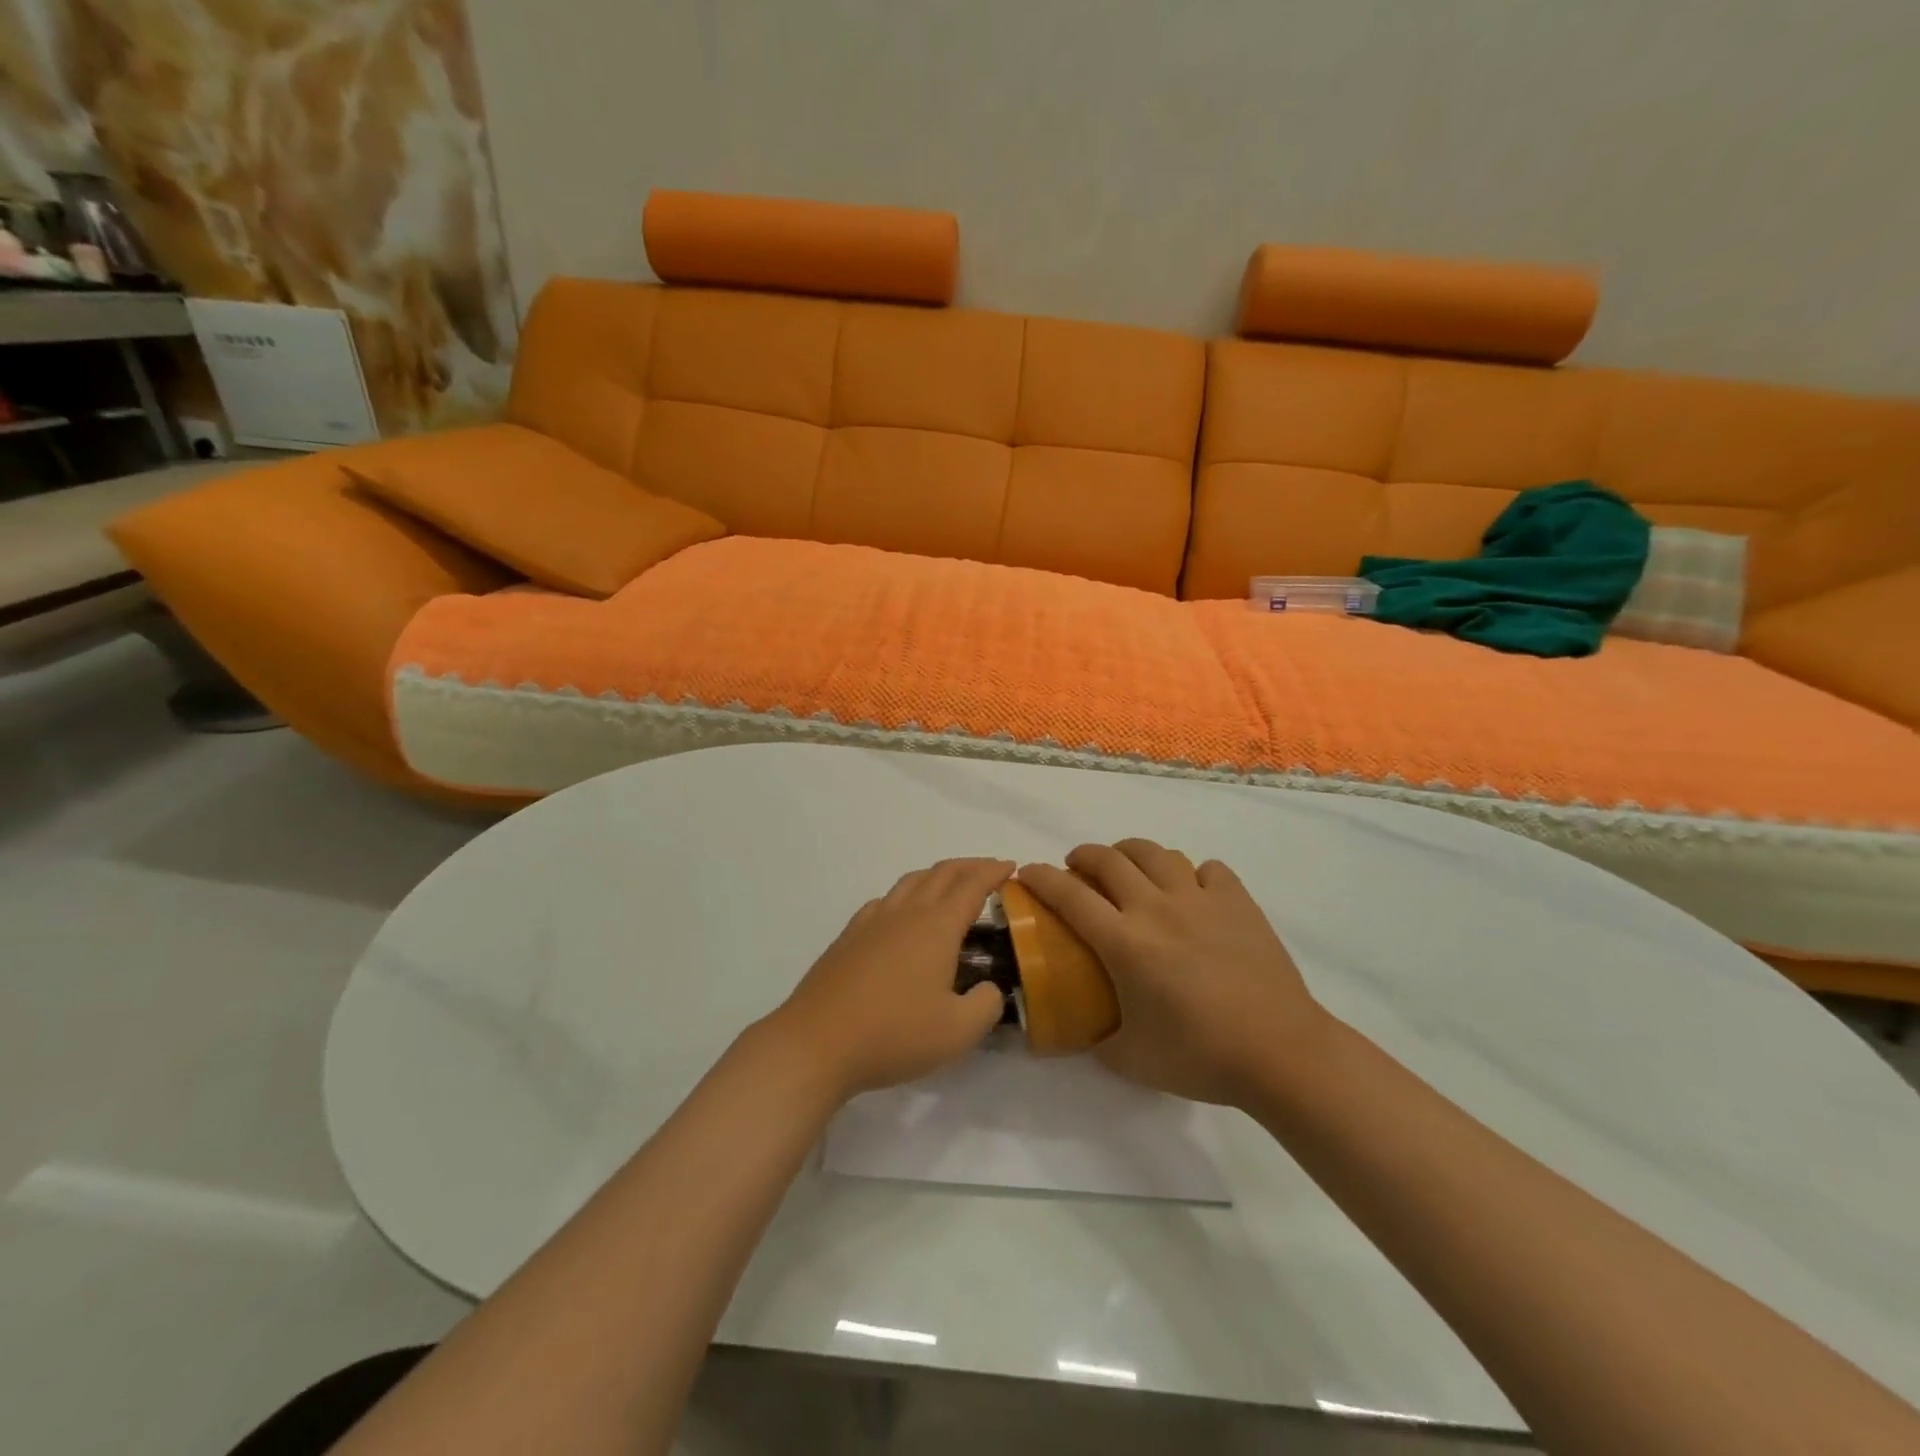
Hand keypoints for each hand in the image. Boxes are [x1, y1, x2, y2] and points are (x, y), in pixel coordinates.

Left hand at [765, 858, 1013, 1101]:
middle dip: (969, 866)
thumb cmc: (893, 1034)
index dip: (993, 872)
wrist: (817, 1042)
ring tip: (950, 886)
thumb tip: (990, 988)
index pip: (971, 885)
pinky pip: (885, 900)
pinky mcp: (849, 936)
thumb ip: (986, 1005)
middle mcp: (906, 913)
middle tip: (990, 870)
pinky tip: (904, 915)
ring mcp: (873, 921)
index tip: (1011, 866)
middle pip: (941, 873)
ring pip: (910, 881)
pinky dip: (906, 894)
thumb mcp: (958, 1032)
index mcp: (936, 926)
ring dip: (937, 875)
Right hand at [1017, 840, 1329, 1106]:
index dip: (1041, 878)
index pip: (1069, 895)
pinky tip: (1192, 892)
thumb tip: (1081, 1034)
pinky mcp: (1237, 901)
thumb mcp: (1132, 1060)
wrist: (1281, 1053)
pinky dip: (1191, 874)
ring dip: (1130, 853)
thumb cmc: (1201, 1057)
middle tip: (1077, 870)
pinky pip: (1207, 869)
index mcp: (1124, 942)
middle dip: (1083, 856)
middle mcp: (1156, 908)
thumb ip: (1098, 1042)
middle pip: (1108, 859)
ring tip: (1128, 868)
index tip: (1026, 873)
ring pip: (1155, 852)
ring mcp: (1200, 899)